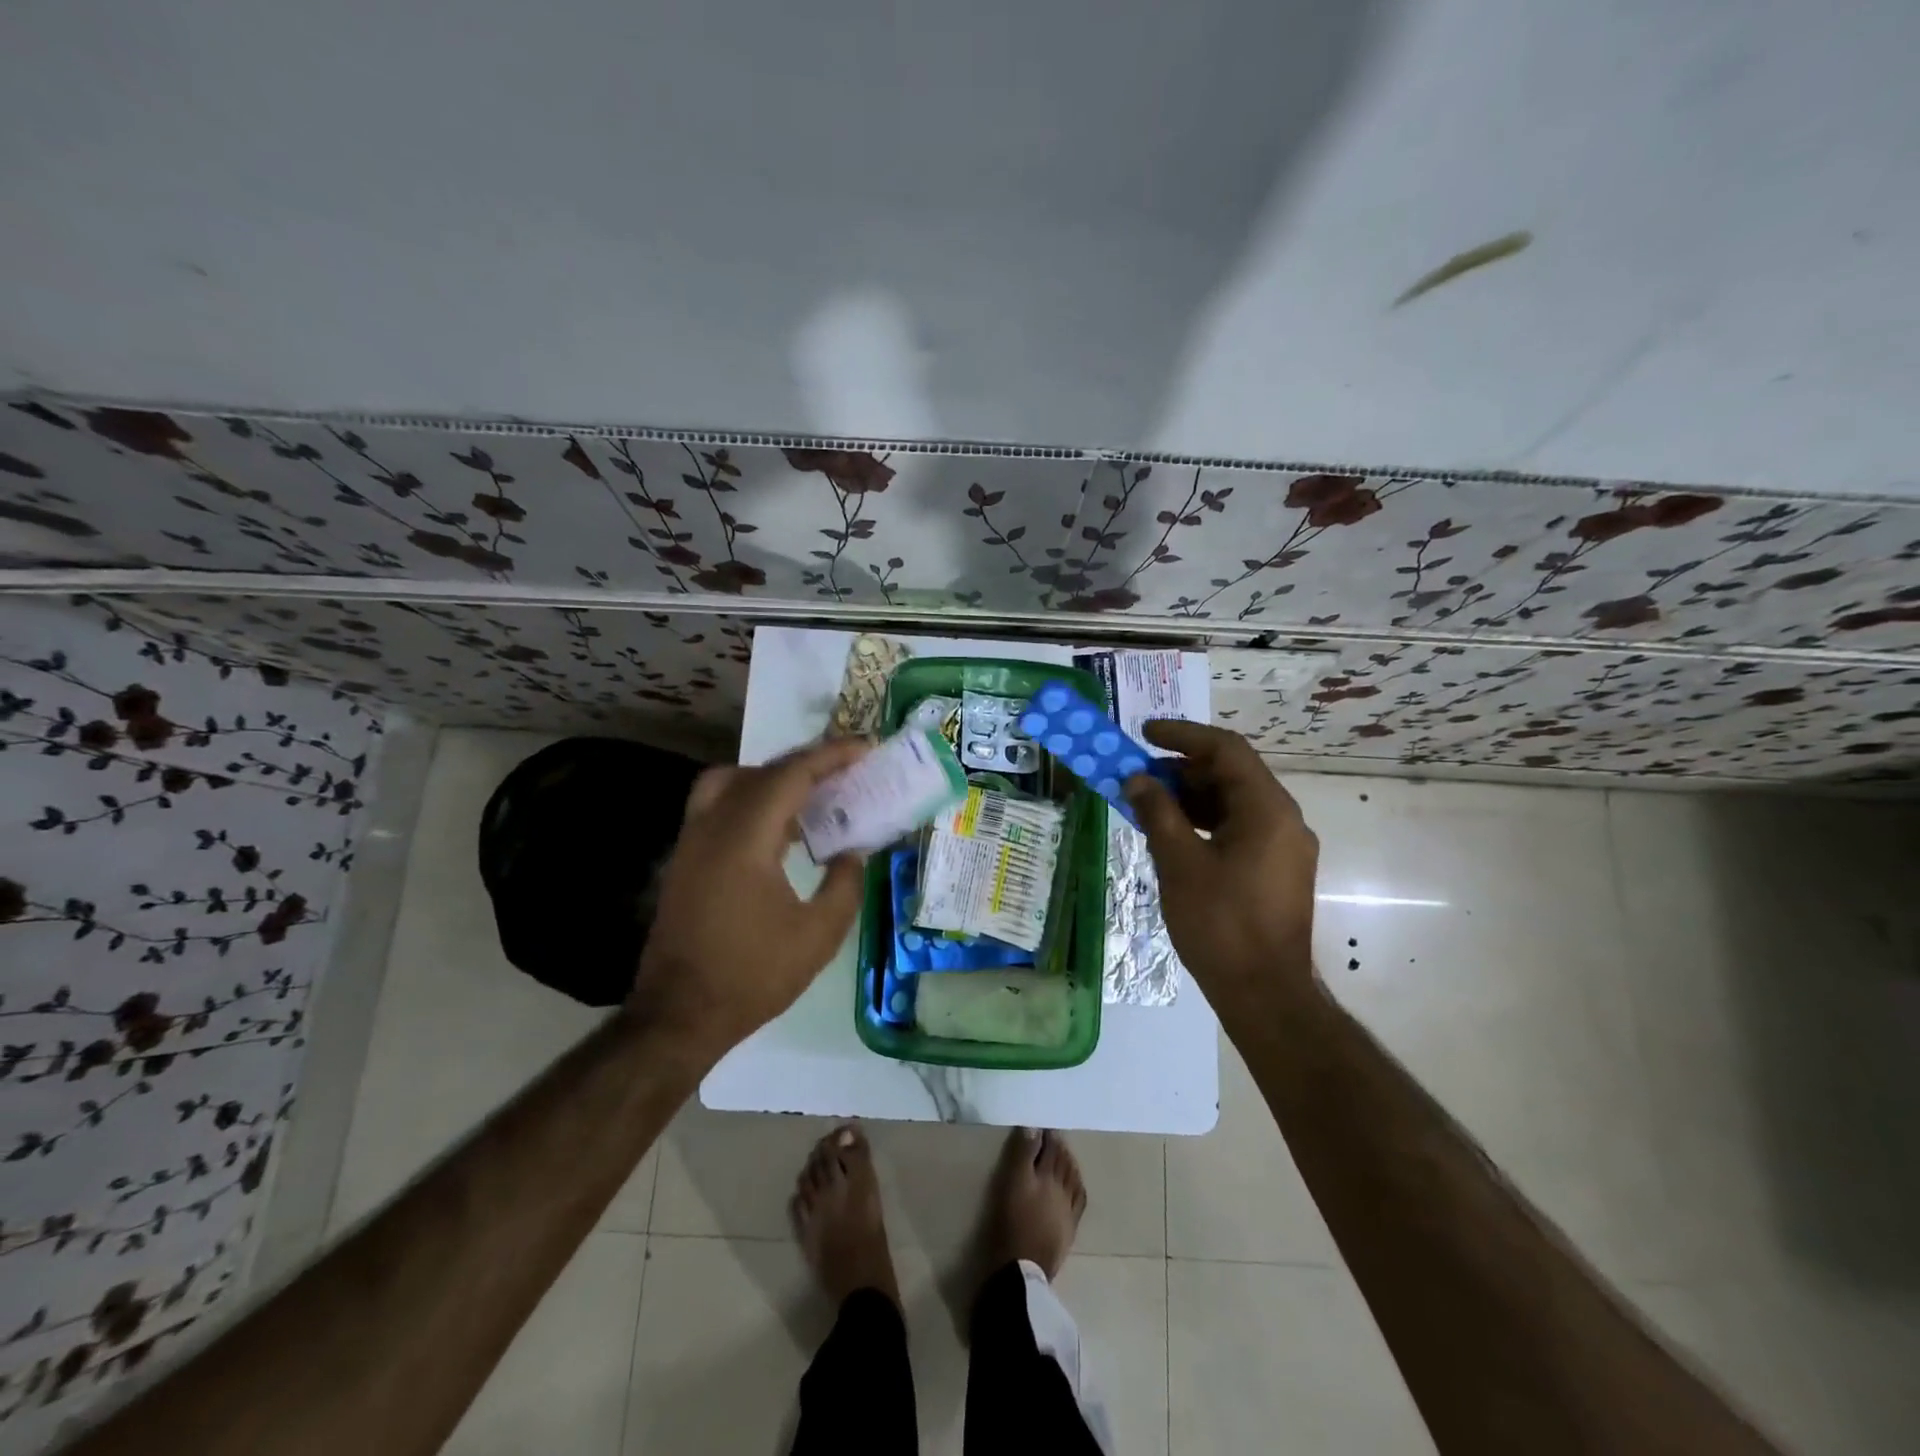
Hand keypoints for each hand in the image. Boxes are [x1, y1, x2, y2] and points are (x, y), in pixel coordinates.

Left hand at [631, 737, 870, 1057]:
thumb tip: (852, 853)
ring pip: (732, 782)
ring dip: (774, 778)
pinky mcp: (685, 858)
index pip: (791, 775)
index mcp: (746, 838)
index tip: (865, 747)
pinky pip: (719, 805)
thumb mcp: (818, 936)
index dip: (831, 756)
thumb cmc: (753, 976)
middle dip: (807, 762)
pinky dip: (752, 799)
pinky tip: (779, 829)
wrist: (679, 1015)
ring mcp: (692, 841)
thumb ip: (844, 885)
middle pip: (762, 771)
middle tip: (846, 769)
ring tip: (811, 795)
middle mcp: (713, 826)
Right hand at [1124, 720, 1319, 1007]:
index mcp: (1267, 809)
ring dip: (1191, 796)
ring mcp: (1283, 846)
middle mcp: (1284, 819)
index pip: (1226, 749)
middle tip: (1139, 775)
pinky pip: (1239, 828)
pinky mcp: (1276, 869)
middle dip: (1182, 768)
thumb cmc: (1221, 924)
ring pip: (1234, 802)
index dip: (1183, 735)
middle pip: (1231, 773)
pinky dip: (1205, 822)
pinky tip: (1173, 834)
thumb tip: (1138, 780)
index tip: (1145, 734)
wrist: (1265, 993)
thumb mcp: (1180, 863)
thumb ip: (1158, 813)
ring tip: (1148, 803)